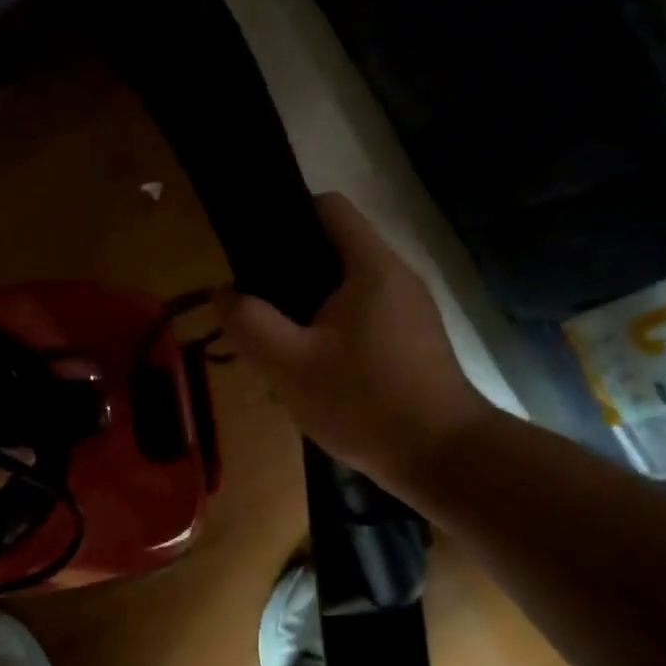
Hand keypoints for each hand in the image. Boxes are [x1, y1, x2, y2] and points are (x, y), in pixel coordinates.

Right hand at [221, 193, 493, 496]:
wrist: (443, 458)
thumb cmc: (365, 403)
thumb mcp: (290, 366)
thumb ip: (250, 324)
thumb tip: (222, 293)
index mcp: (370, 266)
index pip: (327, 207)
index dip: (284, 217)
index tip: (252, 253)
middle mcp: (396, 276)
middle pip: (333, 251)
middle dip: (288, 277)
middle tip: (256, 313)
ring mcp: (411, 311)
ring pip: (346, 292)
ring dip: (308, 313)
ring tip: (279, 350)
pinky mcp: (414, 342)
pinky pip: (363, 321)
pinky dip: (333, 335)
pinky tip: (315, 375)